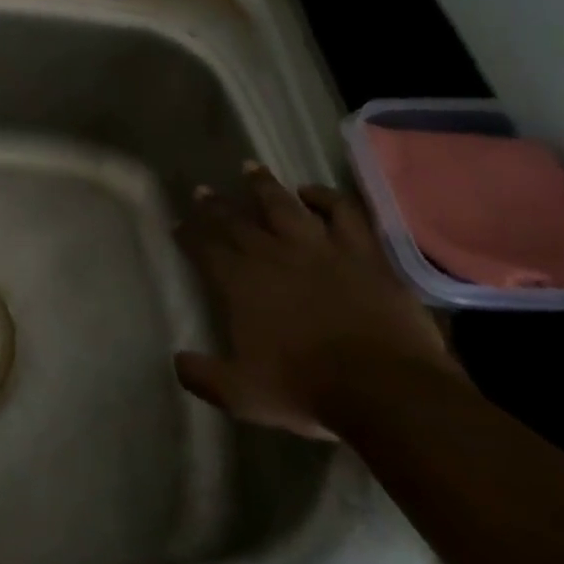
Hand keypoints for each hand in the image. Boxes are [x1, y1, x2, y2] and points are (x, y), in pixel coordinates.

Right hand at [174, 163, 463, 438]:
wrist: (385, 390)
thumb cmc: (306, 390)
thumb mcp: (241, 395)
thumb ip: (204, 376)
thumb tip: (177, 361)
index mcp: (240, 282)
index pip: (205, 248)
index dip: (188, 234)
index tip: (177, 223)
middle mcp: (272, 254)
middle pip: (237, 220)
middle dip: (216, 205)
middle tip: (203, 190)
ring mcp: (319, 248)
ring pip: (283, 204)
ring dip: (263, 185)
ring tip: (250, 168)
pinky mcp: (361, 252)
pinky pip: (342, 212)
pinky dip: (326, 197)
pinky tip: (314, 192)